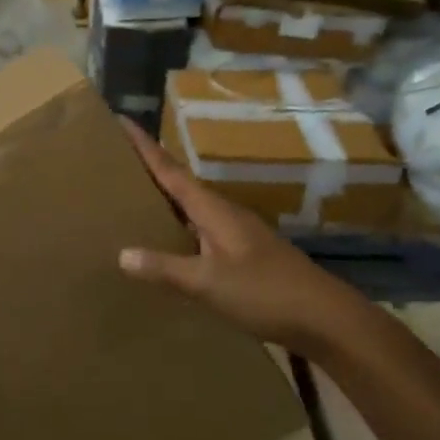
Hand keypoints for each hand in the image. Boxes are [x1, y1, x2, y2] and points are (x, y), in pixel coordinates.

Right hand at [118, 119, 363, 354]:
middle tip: (115, 161)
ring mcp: (236, 233)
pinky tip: (167, 244)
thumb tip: (122, 254)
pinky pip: (200, 231)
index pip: (171, 170)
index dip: (145, 147)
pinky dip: (178, 228)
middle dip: (149, 170)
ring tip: (132, 199)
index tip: (121, 121)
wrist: (324, 317)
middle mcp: (223, 213)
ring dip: (164, 199)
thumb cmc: (265, 292)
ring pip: (191, 208)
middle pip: (180, 184)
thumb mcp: (209, 282)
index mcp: (213, 210)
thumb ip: (165, 268)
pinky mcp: (243, 254)